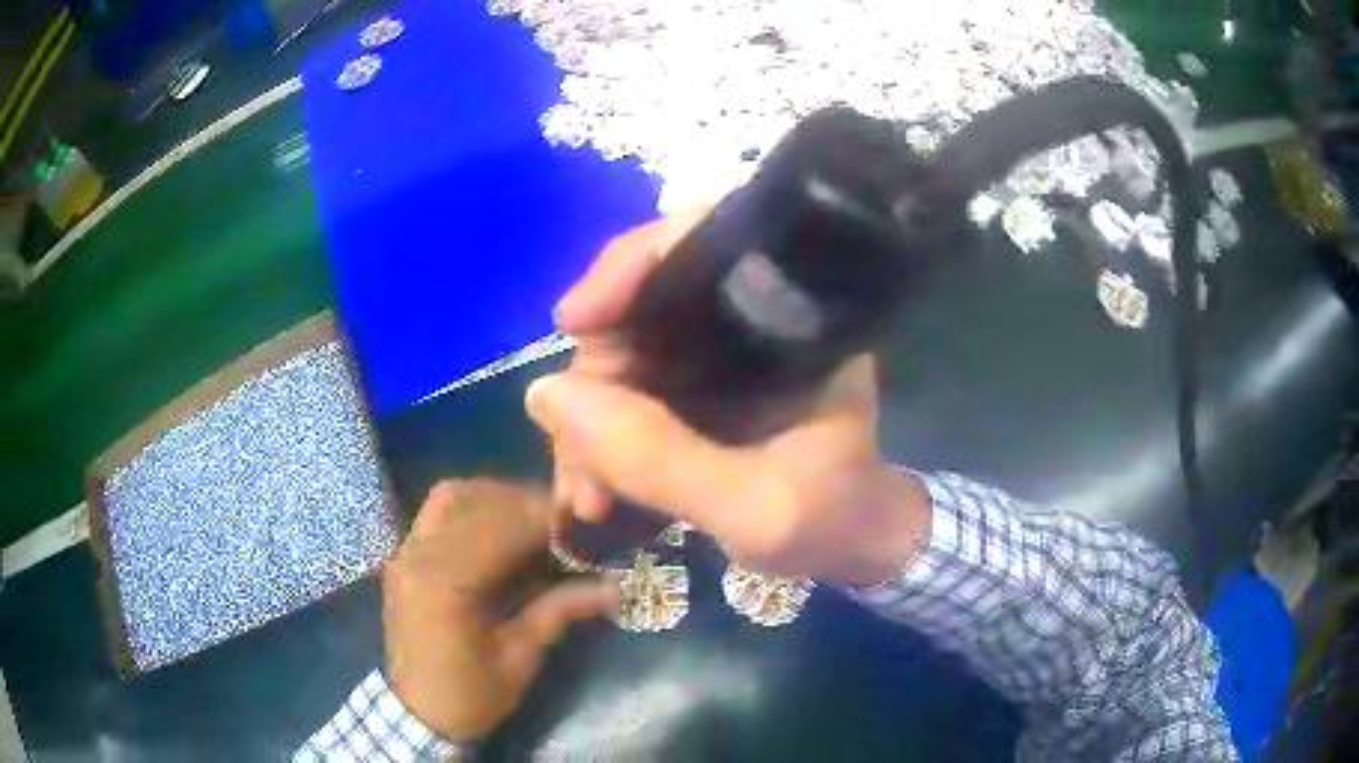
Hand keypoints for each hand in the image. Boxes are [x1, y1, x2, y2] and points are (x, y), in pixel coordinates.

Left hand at [383, 479, 615, 741]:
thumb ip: (559, 611)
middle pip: (477, 502)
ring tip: (533, 521)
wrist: (416, 714)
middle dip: (526, 504)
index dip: (546, 516)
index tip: (586, 518)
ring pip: (452, 496)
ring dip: (497, 498)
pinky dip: (472, 508)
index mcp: (445, 584)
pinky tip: (498, 532)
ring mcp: (405, 552)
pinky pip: (436, 513)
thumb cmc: (469, 696)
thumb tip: (614, 587)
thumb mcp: (519, 659)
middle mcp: (418, 555)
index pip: (500, 526)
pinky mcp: (403, 557)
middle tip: (567, 522)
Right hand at [525, 212, 931, 587]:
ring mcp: (719, 352)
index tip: (574, 322)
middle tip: (579, 469)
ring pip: (623, 353)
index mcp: (792, 317)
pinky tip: (595, 490)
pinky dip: (601, 436)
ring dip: (588, 422)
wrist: (858, 547)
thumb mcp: (756, 509)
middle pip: (641, 305)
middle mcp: (752, 317)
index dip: (630, 265)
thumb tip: (545, 393)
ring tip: (587, 498)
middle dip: (593, 382)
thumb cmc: (832, 521)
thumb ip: (659, 458)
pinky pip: (627, 390)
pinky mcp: (699, 387)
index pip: (703, 240)